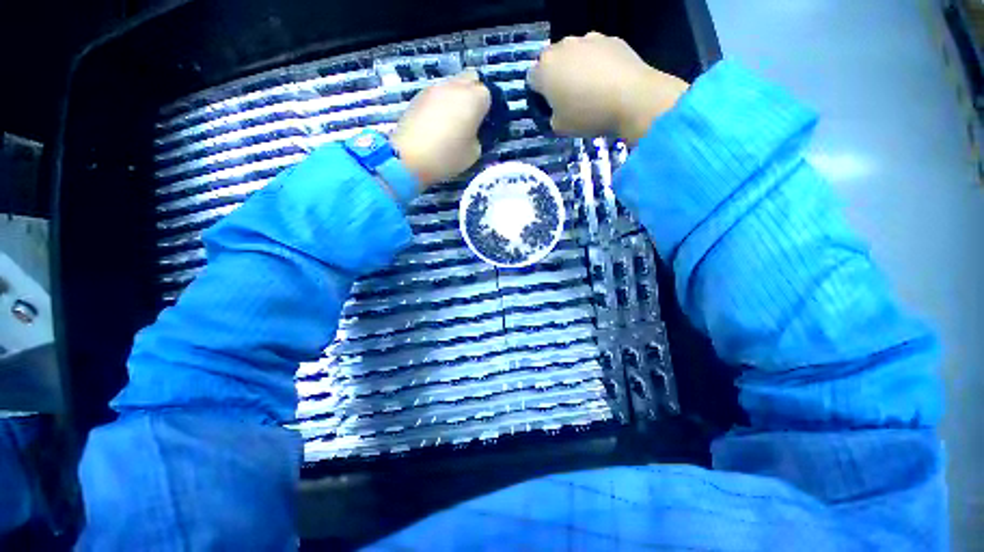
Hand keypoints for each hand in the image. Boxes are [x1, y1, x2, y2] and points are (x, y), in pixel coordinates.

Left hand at [391, 70, 491, 187]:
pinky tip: (436, 122)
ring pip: (452, 84)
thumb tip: (473, 130)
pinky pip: (437, 93)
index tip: (484, 124)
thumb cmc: (447, 156)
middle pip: (471, 78)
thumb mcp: (474, 153)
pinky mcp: (418, 95)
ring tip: (452, 120)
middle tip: (471, 117)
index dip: (487, 109)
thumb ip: (478, 136)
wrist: (410, 157)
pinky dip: (441, 103)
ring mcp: (434, 88)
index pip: (488, 94)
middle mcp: (455, 86)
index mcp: (473, 99)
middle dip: (474, 93)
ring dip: (456, 97)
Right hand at [528, 32, 689, 144]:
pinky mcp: (611, 38)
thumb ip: (551, 115)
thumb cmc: (588, 115)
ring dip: (577, 68)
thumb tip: (556, 110)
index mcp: (545, 69)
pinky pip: (597, 52)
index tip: (549, 107)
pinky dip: (598, 64)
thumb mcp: (559, 127)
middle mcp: (563, 47)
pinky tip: (608, 81)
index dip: (538, 95)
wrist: (633, 98)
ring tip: (591, 89)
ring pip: (575, 54)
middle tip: (568, 98)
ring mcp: (589, 39)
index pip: (531, 79)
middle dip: (556, 77)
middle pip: (552, 62)